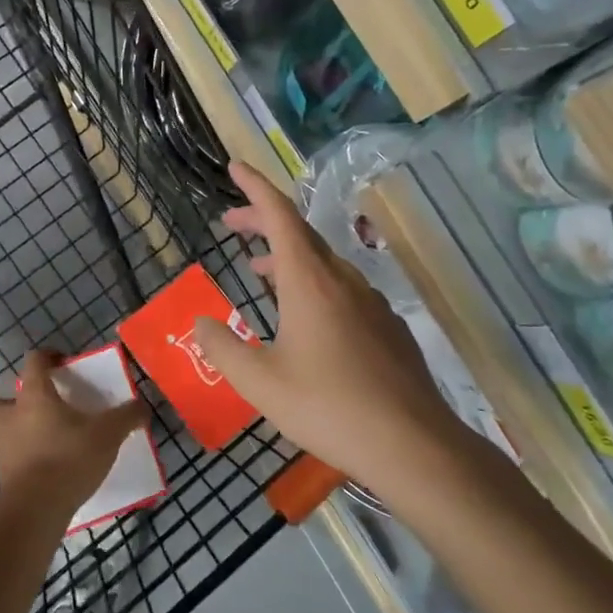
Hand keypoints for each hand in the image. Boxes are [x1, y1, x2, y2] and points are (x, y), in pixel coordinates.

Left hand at [0, 349, 147, 512]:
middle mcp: (11, 416)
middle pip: (0, 399)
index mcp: (35, 396)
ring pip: (1, 430)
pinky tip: (46, 468)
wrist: (35, 510)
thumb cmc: (69, 459)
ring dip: (17, 431)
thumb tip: (142, 407)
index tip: (64, 363)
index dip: (48, 356)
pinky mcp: (2, 476)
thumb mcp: (108, 434)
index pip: (34, 361)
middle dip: (16, 400)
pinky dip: (24, 459)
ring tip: (45, 440)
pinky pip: (11, 458)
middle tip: (43, 407)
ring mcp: (2, 447)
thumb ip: (126, 417)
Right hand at [191, 163, 464, 495]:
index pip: (280, 215)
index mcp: (309, 281)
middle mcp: (342, 280)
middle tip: (232, 224)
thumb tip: (199, 323)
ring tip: (260, 271)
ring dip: (288, 257)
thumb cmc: (328, 407)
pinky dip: (314, 284)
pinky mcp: (388, 327)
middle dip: (263, 222)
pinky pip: (343, 289)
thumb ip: (223, 348)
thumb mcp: (260, 382)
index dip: (255, 187)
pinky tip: (307, 317)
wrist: (412, 445)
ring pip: (323, 263)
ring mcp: (371, 302)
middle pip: (300, 234)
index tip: (235, 167)